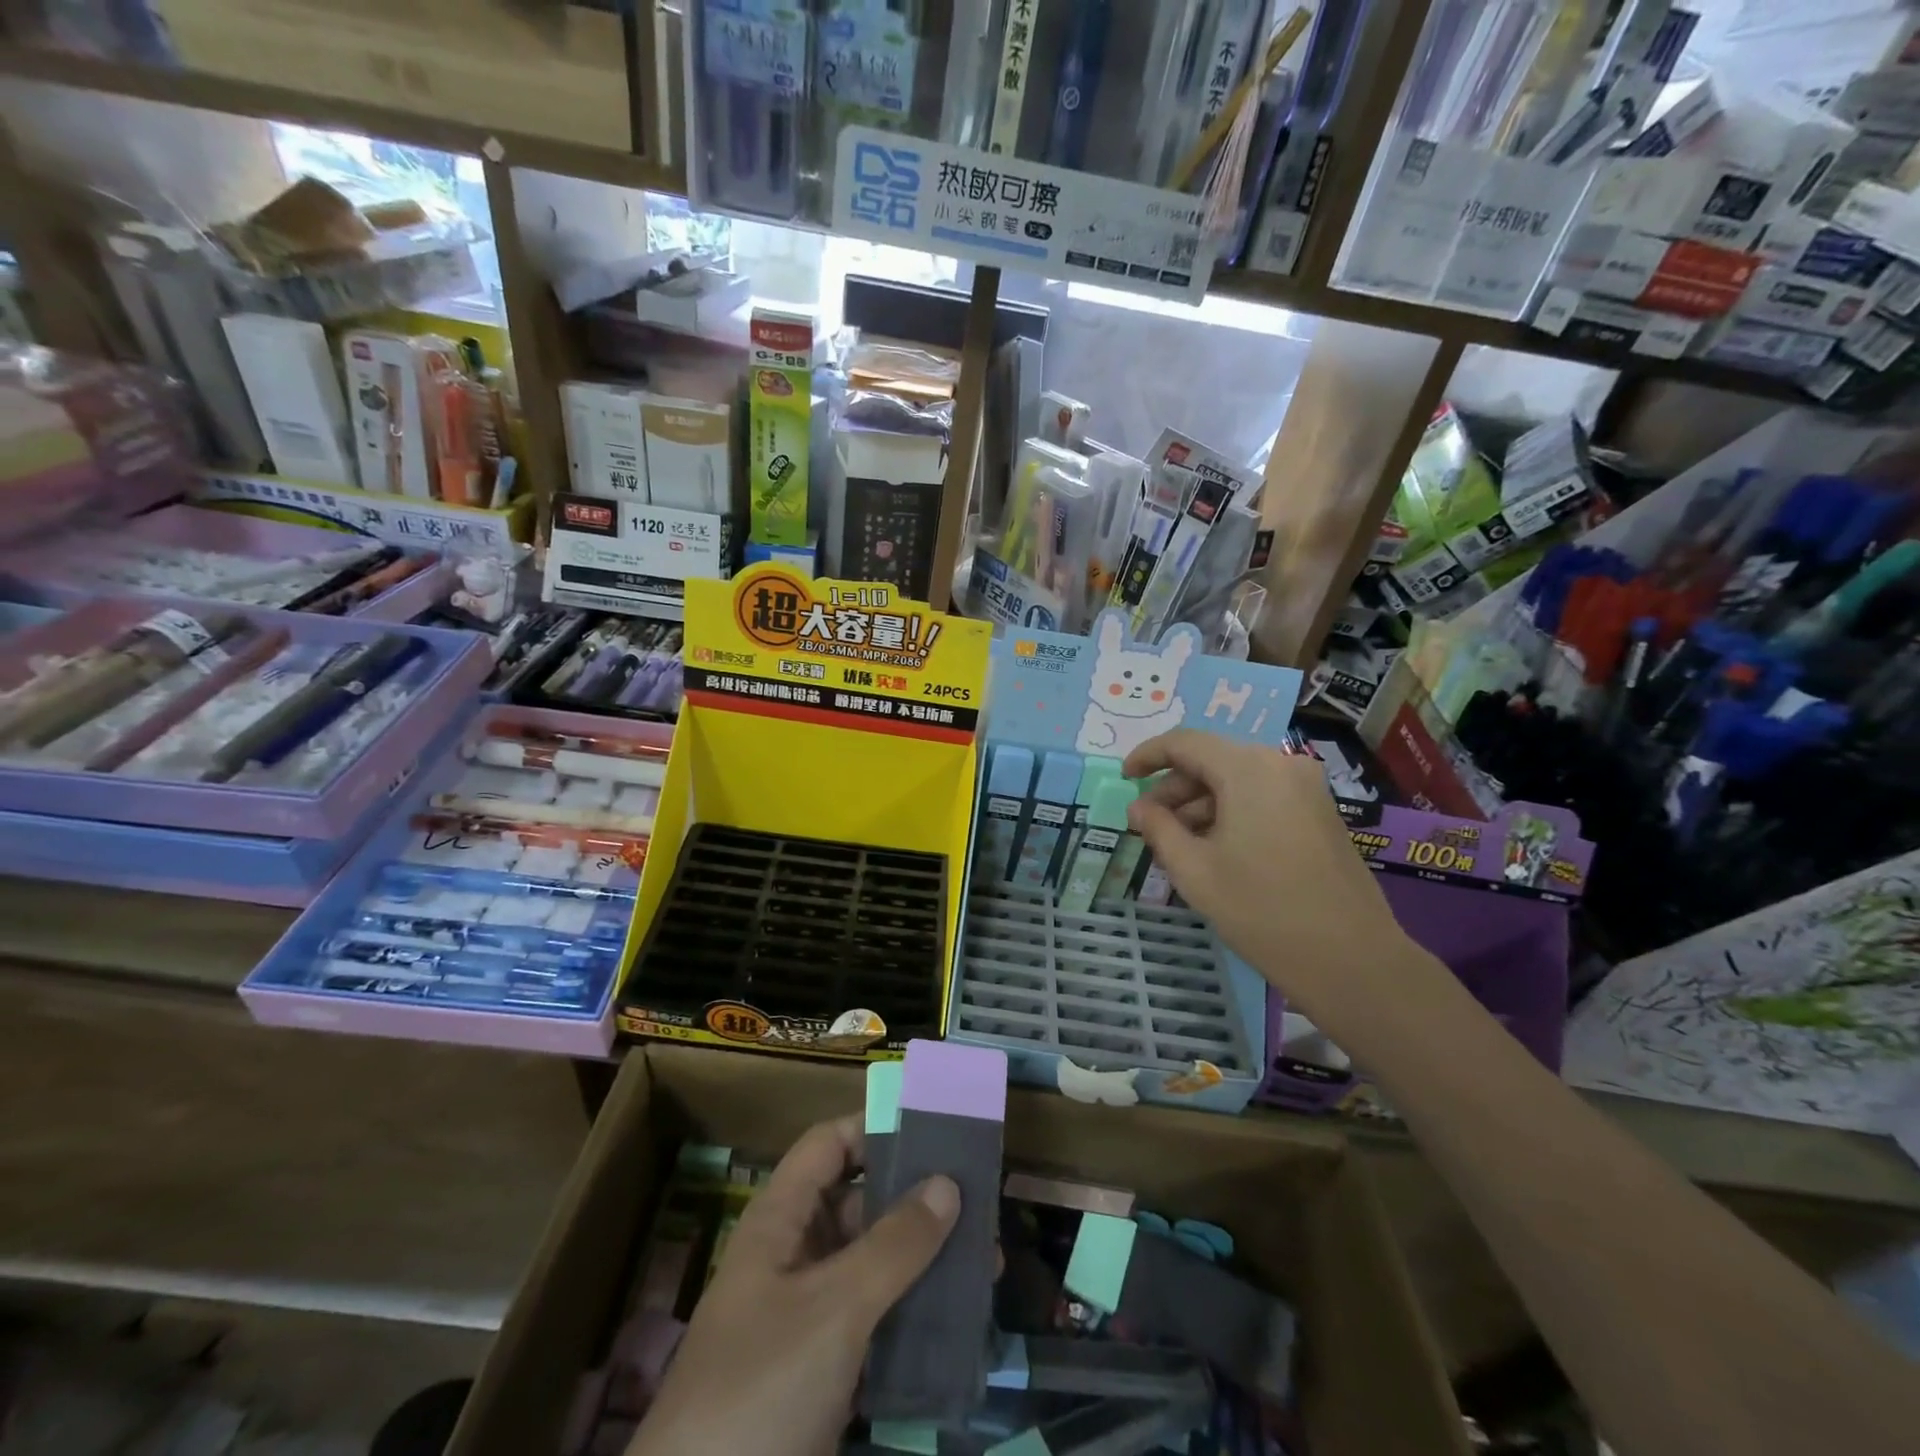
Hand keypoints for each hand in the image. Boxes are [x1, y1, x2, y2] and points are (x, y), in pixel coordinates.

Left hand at [629, 1117, 958, 1455]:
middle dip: (918, 1199)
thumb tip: (949, 1182)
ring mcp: (808, 1318)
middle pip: (860, 1203)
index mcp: (781, 1222)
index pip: (829, 1145)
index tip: (938, 1129)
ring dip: (926, 1261)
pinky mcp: (824, 1374)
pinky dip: (916, 1316)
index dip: (876, 1128)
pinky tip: (964, 1322)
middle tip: (983, 1200)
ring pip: (875, 1265)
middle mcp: (794, 1257)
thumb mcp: (832, 1310)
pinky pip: (878, 1322)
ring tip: (989, 1261)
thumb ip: (893, 1245)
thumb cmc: (760, 1393)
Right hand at [1123, 729, 1433, 1039]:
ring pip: (1237, 780)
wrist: (1351, 958)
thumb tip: (1139, 809)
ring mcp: (1306, 788)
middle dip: (1174, 788)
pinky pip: (1261, 797)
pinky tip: (1213, 849)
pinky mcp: (1319, 812)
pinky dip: (1230, 812)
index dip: (1148, 756)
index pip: (1184, 742)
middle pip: (1212, 760)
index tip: (1123, 778)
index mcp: (1248, 769)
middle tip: (1147, 824)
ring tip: (1176, 844)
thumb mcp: (1195, 870)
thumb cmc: (1261, 910)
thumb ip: (1159, 829)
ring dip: (1200, 804)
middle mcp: (1280, 765)